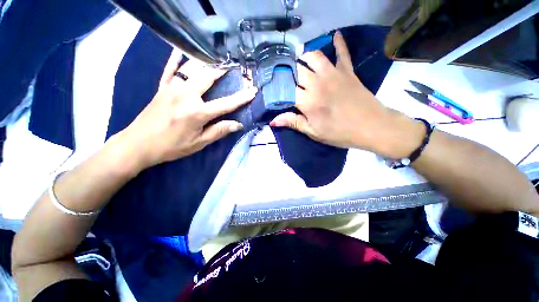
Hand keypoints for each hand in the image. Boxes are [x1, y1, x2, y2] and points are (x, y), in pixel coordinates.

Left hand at [110, 49, 256, 171]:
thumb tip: (238, 125)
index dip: (241, 97)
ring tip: (217, 60)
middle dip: (223, 71)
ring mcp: (172, 89)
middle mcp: (186, 96)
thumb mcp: (199, 143)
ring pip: (192, 70)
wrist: (138, 144)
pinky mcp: (161, 88)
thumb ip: (219, 131)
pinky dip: (175, 59)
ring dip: (206, 63)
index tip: (252, 90)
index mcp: (198, 113)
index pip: (226, 103)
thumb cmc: (172, 146)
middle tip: (234, 67)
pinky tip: (180, 50)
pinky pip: (169, 69)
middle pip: (209, 78)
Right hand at [270, 31, 422, 158]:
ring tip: (301, 61)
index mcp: (308, 102)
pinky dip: (338, 44)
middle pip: (297, 71)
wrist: (372, 127)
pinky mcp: (348, 71)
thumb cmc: (340, 133)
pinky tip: (335, 35)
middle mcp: (318, 84)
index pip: (286, 90)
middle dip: (289, 72)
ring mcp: (334, 75)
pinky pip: (342, 53)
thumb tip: (273, 121)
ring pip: (314, 57)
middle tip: (285, 75)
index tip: (274, 89)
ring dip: (305, 57)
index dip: (278, 89)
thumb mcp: (314, 132)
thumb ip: (293, 123)